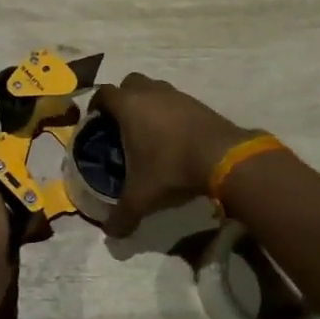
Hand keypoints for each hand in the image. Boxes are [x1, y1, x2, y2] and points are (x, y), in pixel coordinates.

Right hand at [91, 74, 255, 236]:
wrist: (223, 158)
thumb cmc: (171, 168)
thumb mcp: (141, 197)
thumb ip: (122, 216)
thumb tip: (110, 234)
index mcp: (129, 106)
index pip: (103, 93)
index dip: (96, 106)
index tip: (96, 124)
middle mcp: (151, 92)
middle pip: (129, 83)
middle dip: (123, 99)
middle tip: (121, 125)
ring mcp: (177, 95)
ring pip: (155, 89)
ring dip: (149, 104)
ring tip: (148, 132)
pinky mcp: (198, 103)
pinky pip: (176, 101)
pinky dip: (170, 113)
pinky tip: (174, 137)